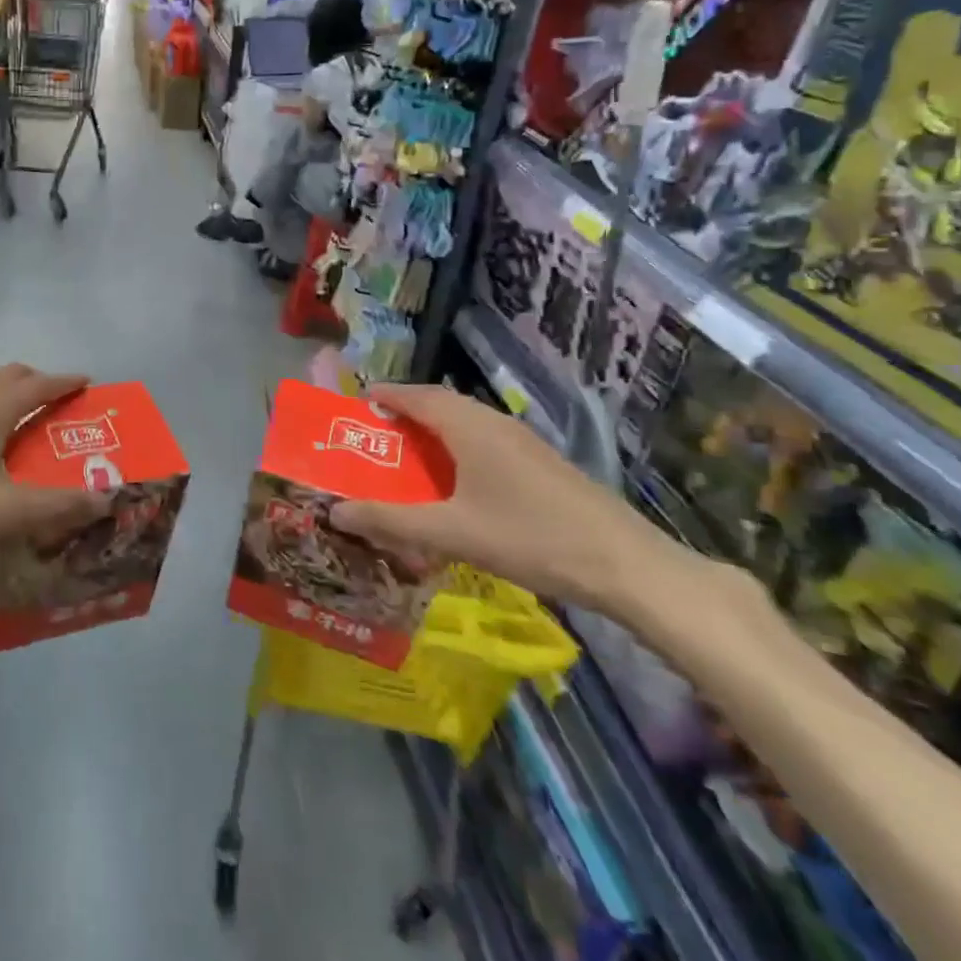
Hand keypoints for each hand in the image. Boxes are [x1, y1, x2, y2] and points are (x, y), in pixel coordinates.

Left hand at [0, 365, 109, 566]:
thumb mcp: (6, 512)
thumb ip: (58, 505)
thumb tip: (106, 498)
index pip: (41, 383)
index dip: (67, 382)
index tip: (88, 383)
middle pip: (13, 373)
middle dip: (40, 383)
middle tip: (58, 407)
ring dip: (9, 387)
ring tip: (21, 417)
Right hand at [328, 384, 690, 612]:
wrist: (626, 565)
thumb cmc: (529, 538)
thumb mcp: (451, 532)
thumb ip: (390, 520)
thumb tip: (334, 511)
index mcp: (468, 425)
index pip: (415, 395)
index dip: (384, 396)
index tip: (356, 405)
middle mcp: (493, 422)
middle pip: (439, 405)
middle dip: (404, 415)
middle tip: (373, 437)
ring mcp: (522, 442)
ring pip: (464, 424)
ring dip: (432, 433)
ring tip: (406, 459)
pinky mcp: (539, 464)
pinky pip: (484, 442)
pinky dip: (457, 450)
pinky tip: (455, 484)